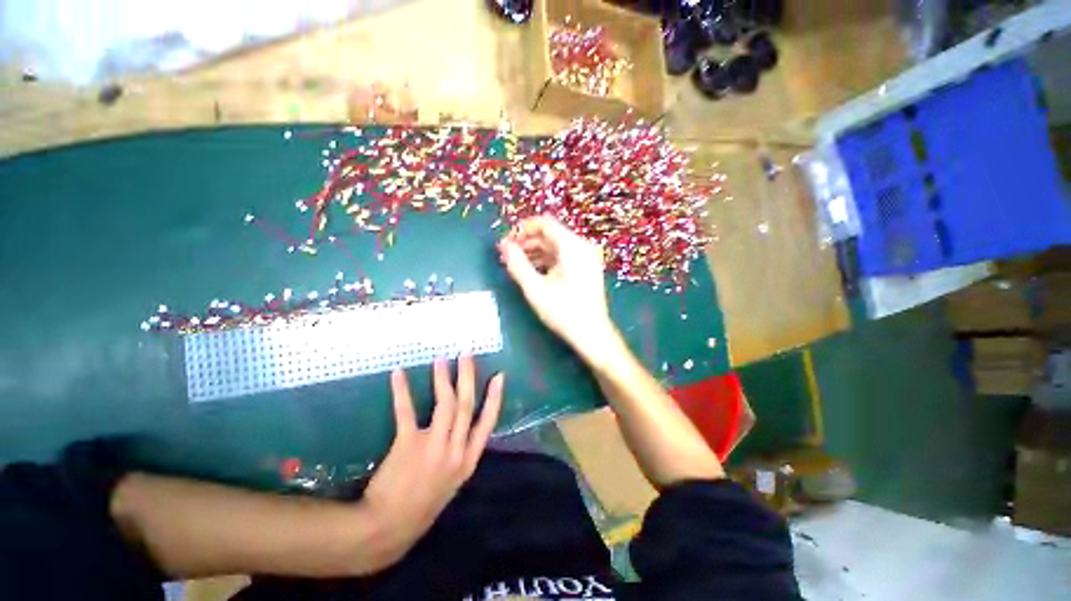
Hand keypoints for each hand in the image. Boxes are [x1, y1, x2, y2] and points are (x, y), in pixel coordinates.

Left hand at [362, 356, 502, 563]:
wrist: (388, 529)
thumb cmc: (422, 505)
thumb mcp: (451, 483)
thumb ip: (459, 455)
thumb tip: (461, 428)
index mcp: (468, 460)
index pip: (487, 422)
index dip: (494, 398)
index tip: (499, 376)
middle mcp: (456, 450)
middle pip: (466, 405)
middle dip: (468, 377)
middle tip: (467, 353)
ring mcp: (434, 446)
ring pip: (446, 404)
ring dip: (444, 379)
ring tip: (441, 359)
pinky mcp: (409, 444)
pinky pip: (408, 412)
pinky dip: (403, 391)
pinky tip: (398, 374)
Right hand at [498, 216, 619, 361]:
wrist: (592, 335)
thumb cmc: (563, 312)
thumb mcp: (535, 289)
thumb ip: (517, 264)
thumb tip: (503, 245)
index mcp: (572, 246)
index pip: (544, 223)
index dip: (522, 229)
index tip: (506, 242)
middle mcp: (581, 246)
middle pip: (549, 234)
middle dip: (526, 242)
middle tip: (506, 256)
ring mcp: (585, 257)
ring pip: (555, 246)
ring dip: (534, 252)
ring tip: (515, 264)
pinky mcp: (585, 268)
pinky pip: (562, 256)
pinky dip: (546, 260)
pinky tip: (532, 271)